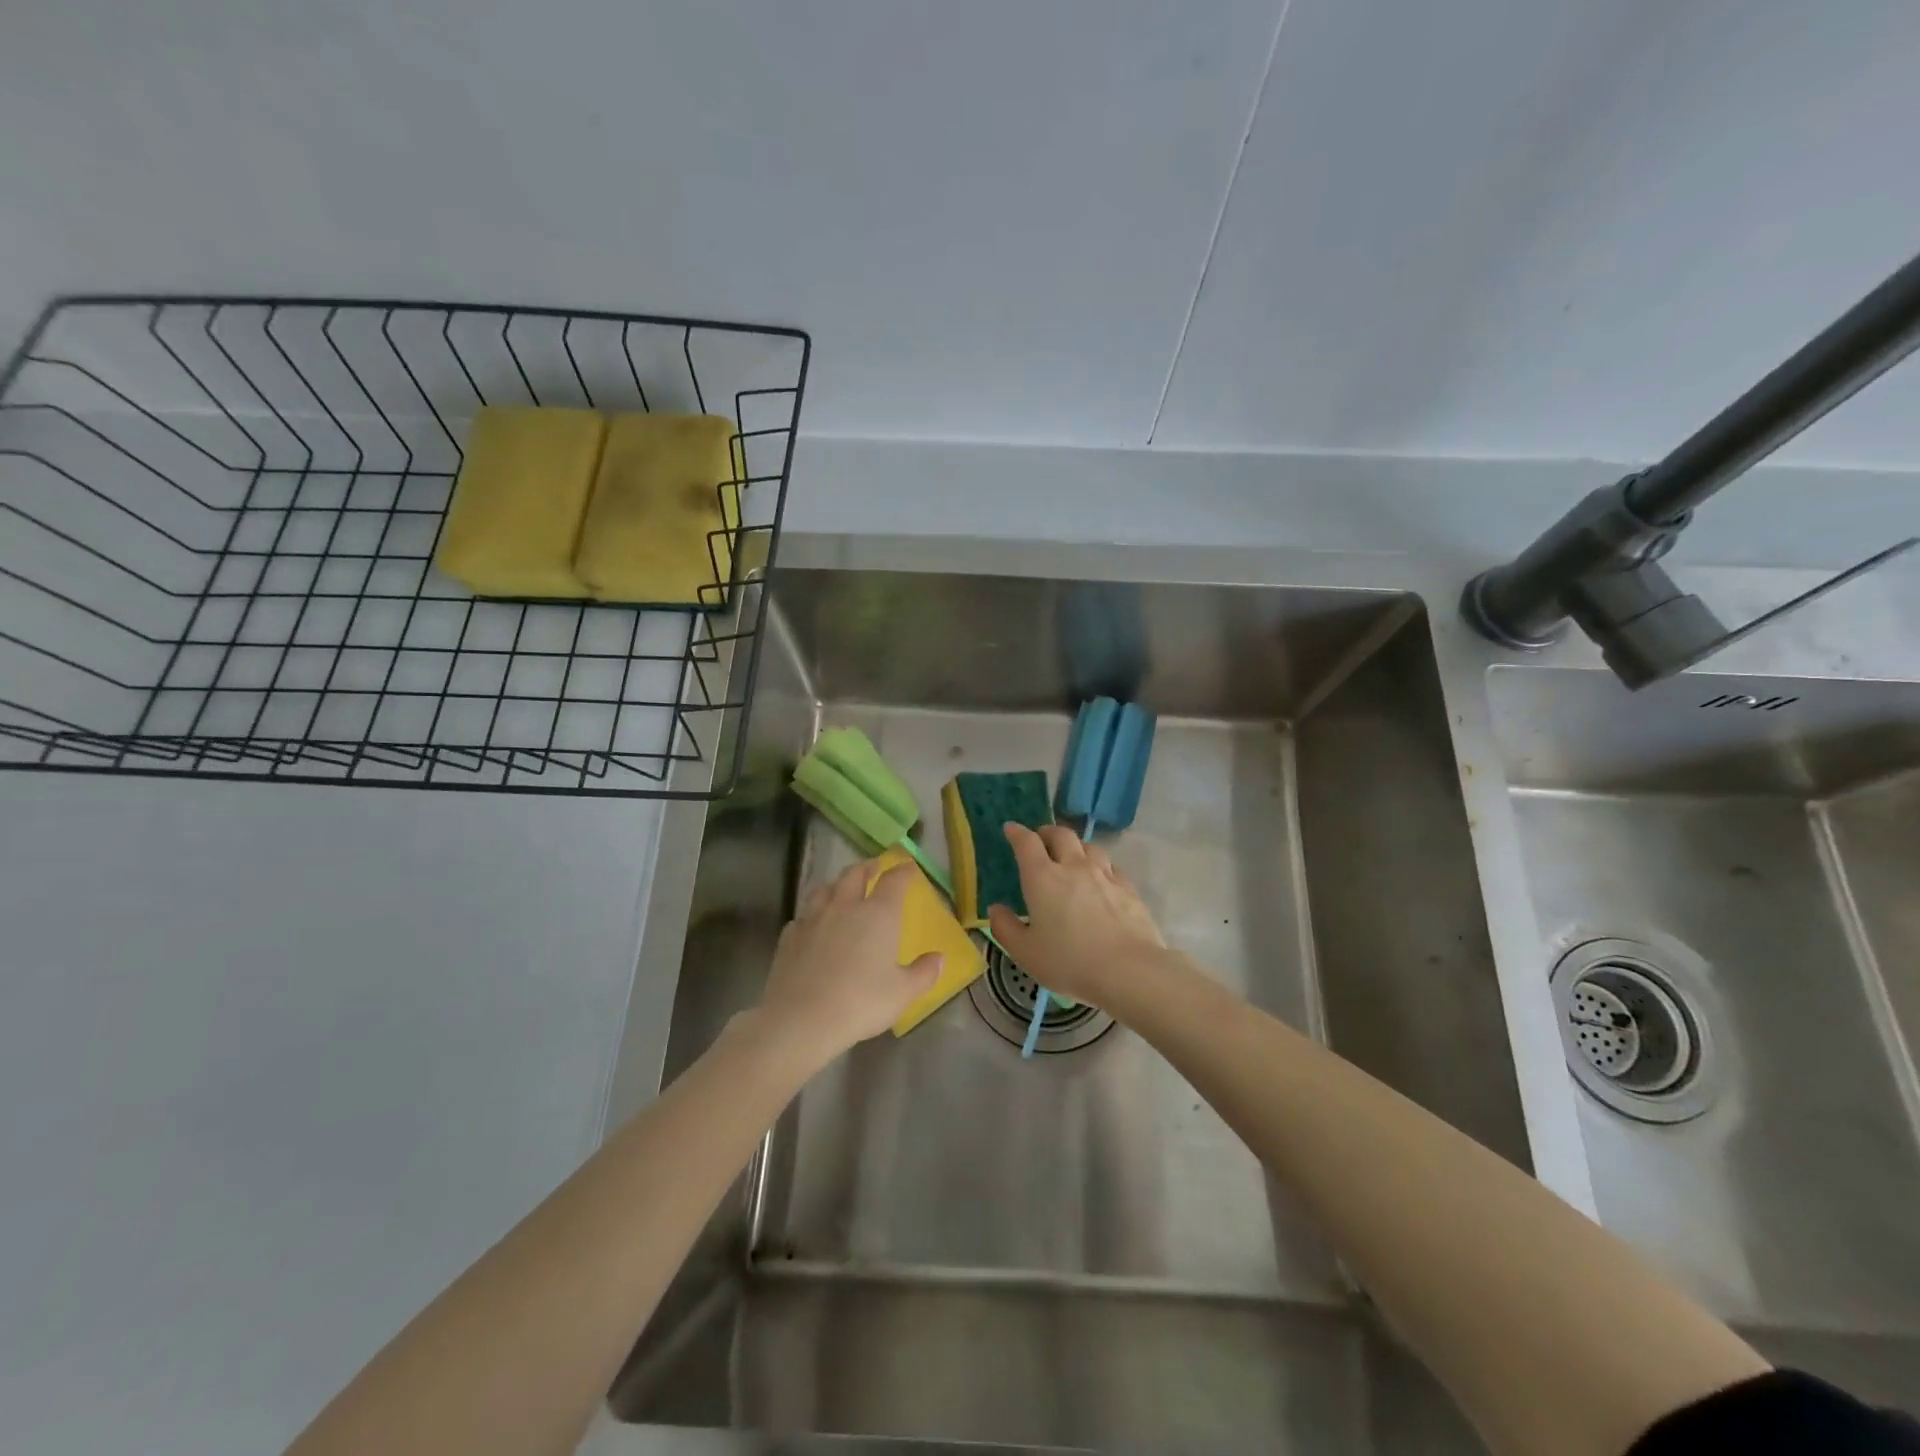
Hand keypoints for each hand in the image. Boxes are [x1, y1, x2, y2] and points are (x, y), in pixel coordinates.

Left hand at [755, 859, 942, 1062]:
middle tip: (873, 868)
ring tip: (841, 890)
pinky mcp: (790, 937)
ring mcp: (813, 919)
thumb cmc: (861, 1002)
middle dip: (867, 868)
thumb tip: (939, 958)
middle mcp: (845, 907)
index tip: (908, 867)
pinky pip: (803, 916)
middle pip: (855, 875)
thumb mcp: (903, 993)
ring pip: (825, 889)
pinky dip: (812, 915)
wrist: (802, 1018)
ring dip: (836, 885)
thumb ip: (924, 973)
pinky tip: (813, 926)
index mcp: (878, 914)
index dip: (903, 871)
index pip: (894, 881)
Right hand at [987, 824, 1165, 1005]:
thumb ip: (1006, 928)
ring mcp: (1104, 874)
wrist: (1128, 970)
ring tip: (1071, 856)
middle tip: (1040, 839)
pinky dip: (1100, 865)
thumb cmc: (1069, 962)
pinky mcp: (1127, 887)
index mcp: (1042, 878)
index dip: (1016, 833)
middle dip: (1047, 832)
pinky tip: (1100, 877)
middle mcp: (1073, 867)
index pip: (1027, 843)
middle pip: (1061, 835)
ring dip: (1075, 846)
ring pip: (1088, 846)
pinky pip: (1110, 865)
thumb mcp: (1025, 952)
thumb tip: (995, 909)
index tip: (1010, 829)